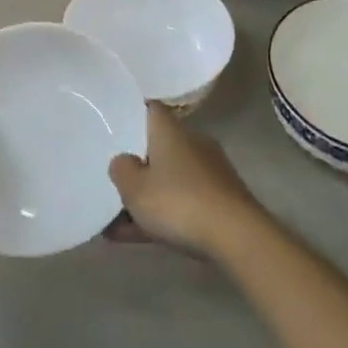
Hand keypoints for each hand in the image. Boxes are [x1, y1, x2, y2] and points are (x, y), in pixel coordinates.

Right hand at [109, 104, 265, 257]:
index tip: (111, 126)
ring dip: (145, 197)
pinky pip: (182, 202)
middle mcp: (192, 143)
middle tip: (110, 179)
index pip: (150, 109)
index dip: (131, 115)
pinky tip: (134, 237)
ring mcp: (209, 173)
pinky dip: (161, 215)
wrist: (237, 237)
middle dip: (135, 165)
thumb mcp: (135, 188)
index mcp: (171, 131)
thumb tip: (123, 160)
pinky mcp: (220, 200)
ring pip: (168, 179)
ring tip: (113, 221)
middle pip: (158, 147)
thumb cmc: (179, 202)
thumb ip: (121, 170)